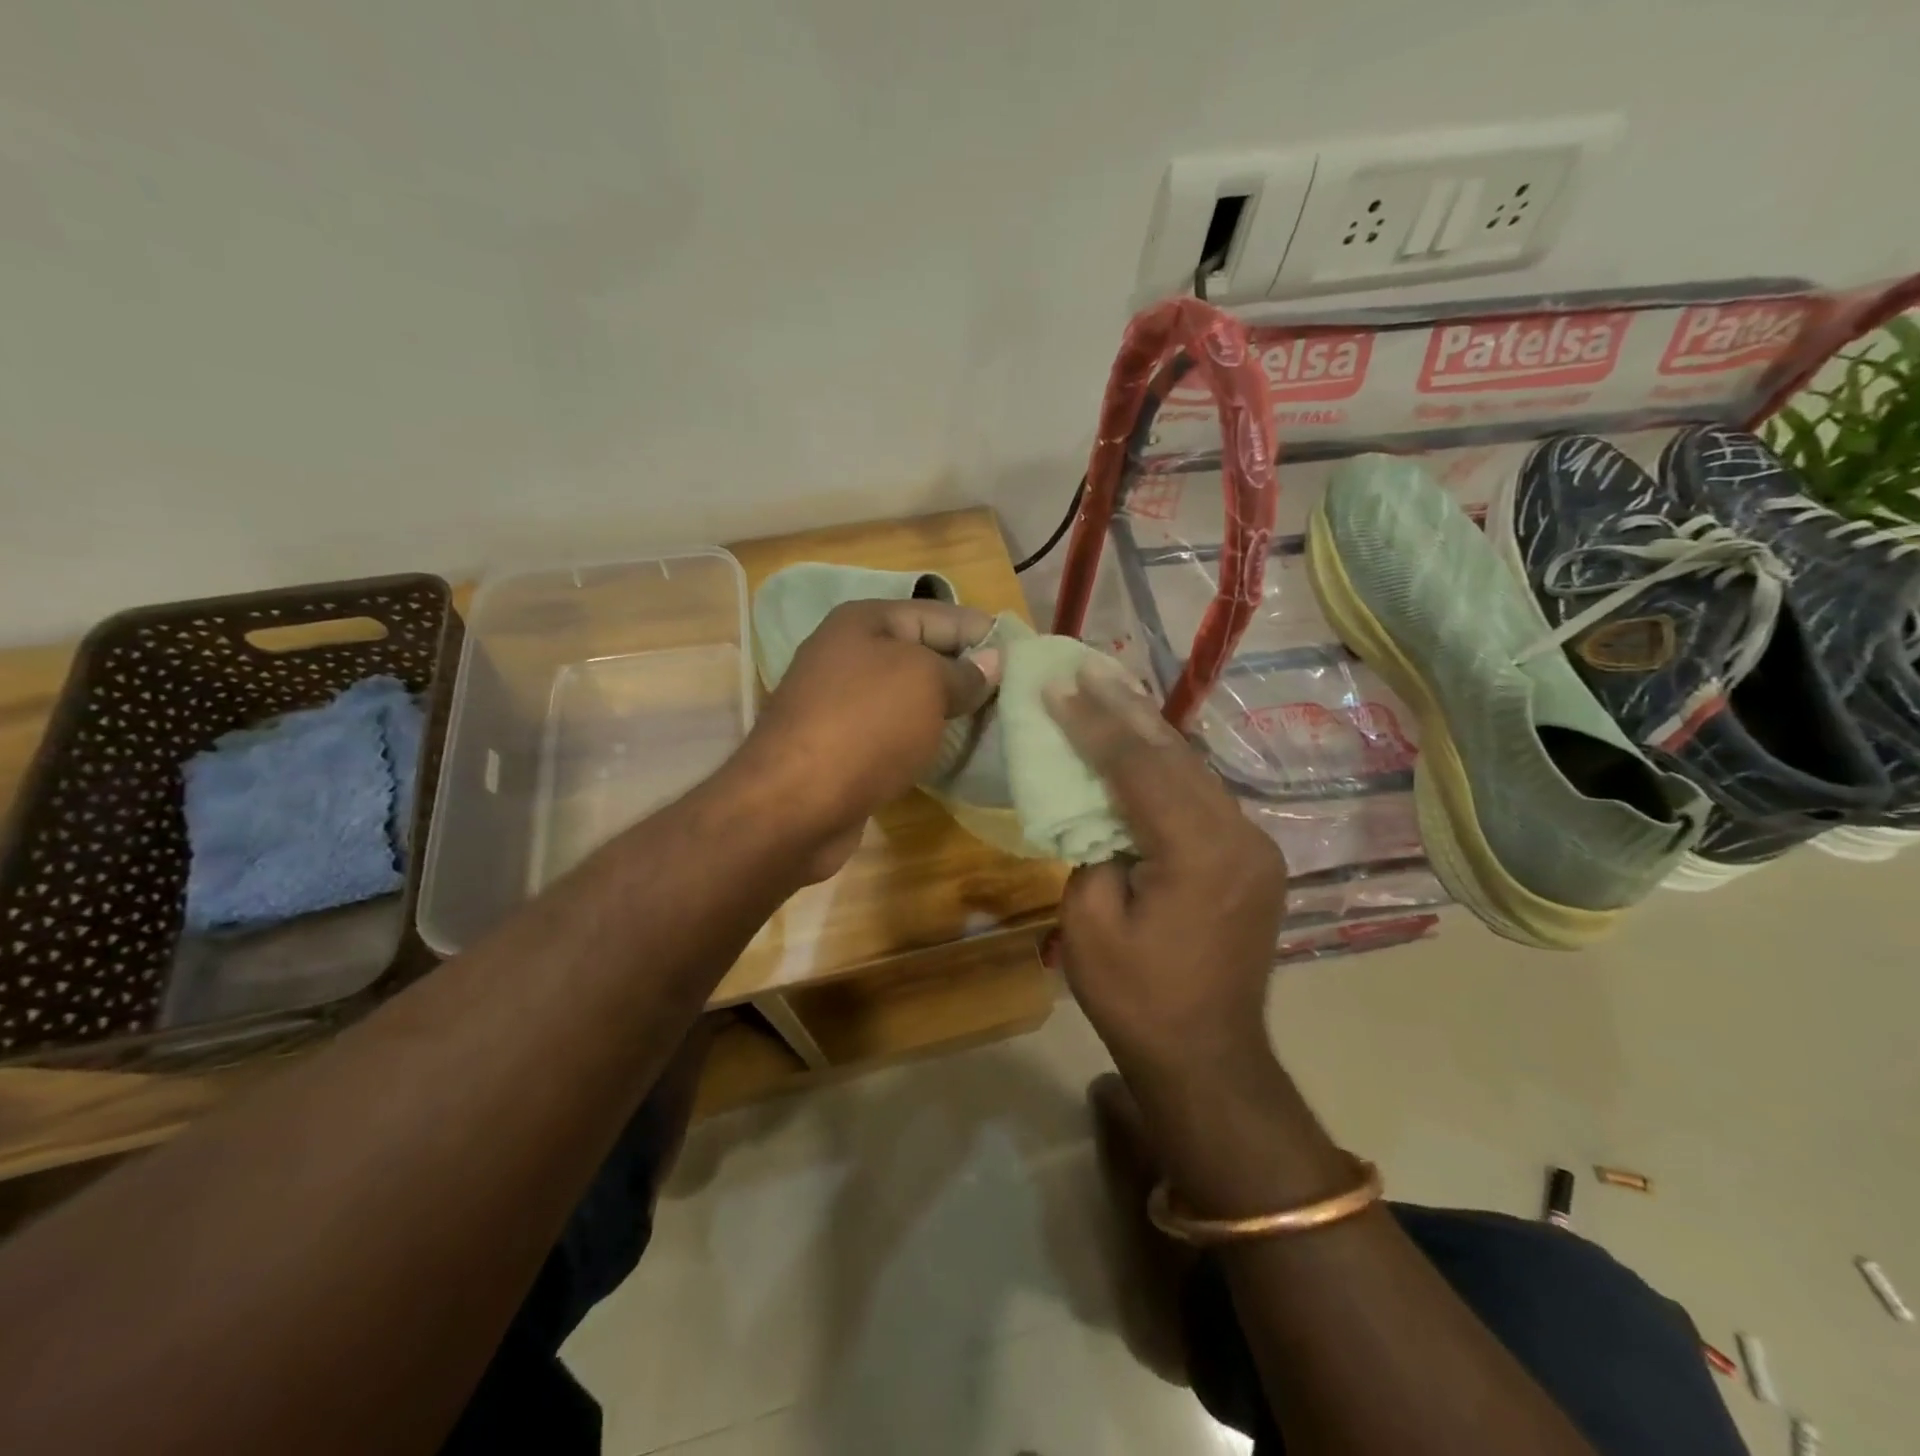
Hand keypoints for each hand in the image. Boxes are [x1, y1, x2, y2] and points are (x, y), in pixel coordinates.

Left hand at [735, 598, 1000, 878]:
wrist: (793, 803)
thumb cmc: (865, 726)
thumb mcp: (926, 684)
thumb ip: (963, 672)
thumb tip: (992, 663)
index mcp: (866, 621)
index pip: (943, 615)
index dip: (986, 635)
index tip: (1029, 659)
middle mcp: (849, 653)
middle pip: (925, 655)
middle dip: (969, 674)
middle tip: (1019, 697)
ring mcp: (840, 701)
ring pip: (910, 696)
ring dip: (948, 710)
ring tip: (996, 725)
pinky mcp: (840, 744)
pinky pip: (894, 730)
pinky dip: (922, 738)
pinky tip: (952, 752)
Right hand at [1044, 664, 1288, 1074]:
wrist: (1208, 1058)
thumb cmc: (1138, 1000)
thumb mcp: (1089, 925)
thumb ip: (1092, 850)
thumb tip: (1103, 815)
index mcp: (1199, 852)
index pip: (1139, 768)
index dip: (1093, 724)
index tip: (1059, 687)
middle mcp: (1240, 836)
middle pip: (1175, 757)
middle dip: (1125, 711)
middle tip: (1087, 669)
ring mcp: (1255, 846)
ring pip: (1195, 771)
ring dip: (1149, 734)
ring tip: (1110, 692)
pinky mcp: (1253, 859)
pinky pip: (1204, 797)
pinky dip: (1169, 769)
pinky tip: (1144, 748)